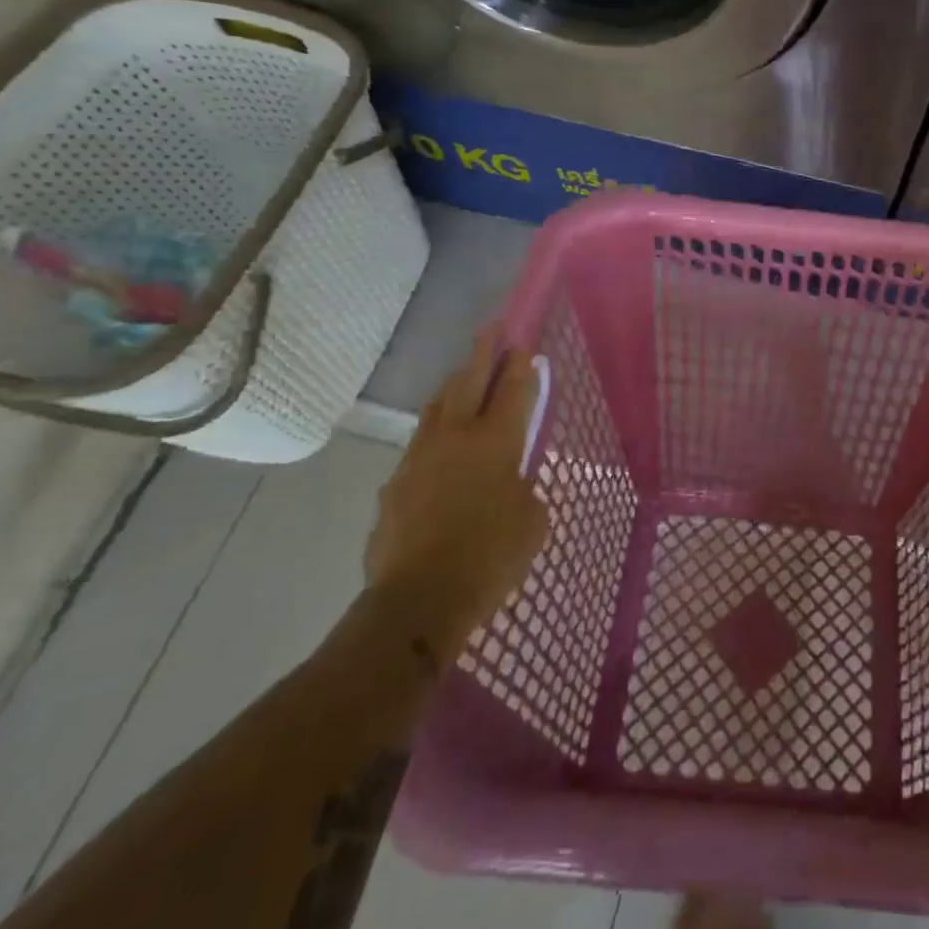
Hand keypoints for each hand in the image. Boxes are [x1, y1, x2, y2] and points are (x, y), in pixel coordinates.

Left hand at [365, 325, 547, 650]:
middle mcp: (456, 436)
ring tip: (463, 377)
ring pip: (438, 406)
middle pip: (470, 381)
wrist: (418, 600)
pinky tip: (440, 446)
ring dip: (455, 386)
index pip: (512, 389)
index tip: (523, 343)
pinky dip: (435, 432)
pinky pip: (420, 444)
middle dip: (484, 352)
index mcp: (496, 441)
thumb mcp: (533, 521)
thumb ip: (524, 488)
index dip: (521, 364)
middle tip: (493, 329)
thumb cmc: (491, 556)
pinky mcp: (395, 483)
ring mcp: (419, 457)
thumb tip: (510, 483)